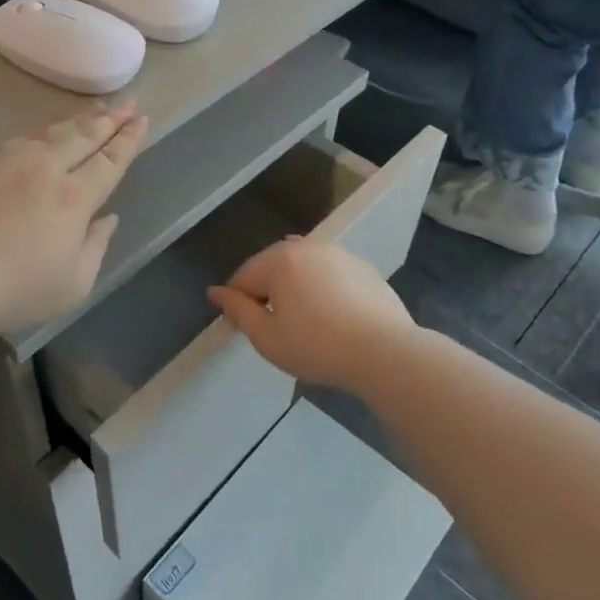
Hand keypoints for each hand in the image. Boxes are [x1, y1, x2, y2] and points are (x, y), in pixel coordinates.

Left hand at [0, 102, 148, 338]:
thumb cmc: (12, 290)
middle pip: (82, 136)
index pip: (109, 161)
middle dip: (109, 119)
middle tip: (127, 102)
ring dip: (76, 119)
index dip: (128, 140)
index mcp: (73, 199)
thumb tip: (107, 219)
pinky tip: (39, 134)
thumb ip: (95, 247)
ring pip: (48, 132)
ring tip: (93, 108)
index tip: (141, 120)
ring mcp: (5, 163)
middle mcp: (43, 170)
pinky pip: (17, 141)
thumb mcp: (72, 285)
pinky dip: (38, 132)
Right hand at [207, 237, 416, 391]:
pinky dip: (322, 290)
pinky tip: (333, 318)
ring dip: (295, 289)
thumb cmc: (317, 347)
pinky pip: (329, 274)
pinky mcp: (363, 268)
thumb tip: (215, 292)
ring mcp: (339, 254)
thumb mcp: (266, 336)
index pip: (243, 277)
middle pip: (272, 267)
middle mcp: (308, 247)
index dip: (238, 303)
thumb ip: (237, 311)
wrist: (385, 352)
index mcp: (280, 260)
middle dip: (267, 292)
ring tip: (305, 323)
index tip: (247, 329)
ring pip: (303, 268)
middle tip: (276, 329)